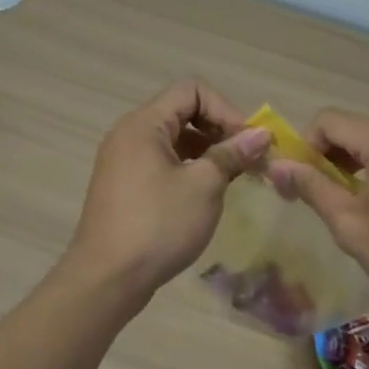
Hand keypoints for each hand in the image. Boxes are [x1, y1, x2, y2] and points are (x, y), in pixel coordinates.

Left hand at [65, 79, 271, 296]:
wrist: (107, 279)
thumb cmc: (158, 225)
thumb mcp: (203, 186)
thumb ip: (232, 154)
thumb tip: (261, 135)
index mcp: (143, 124)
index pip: (191, 90)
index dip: (226, 109)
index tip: (248, 142)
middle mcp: (129, 135)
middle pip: (183, 112)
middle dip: (220, 130)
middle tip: (249, 159)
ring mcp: (124, 162)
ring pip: (174, 140)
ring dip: (208, 151)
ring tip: (235, 177)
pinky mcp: (125, 187)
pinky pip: (163, 163)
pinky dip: (190, 169)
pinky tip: (208, 193)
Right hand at [268, 110, 368, 311]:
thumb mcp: (352, 226)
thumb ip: (313, 189)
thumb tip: (277, 165)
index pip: (328, 120)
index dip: (305, 146)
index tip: (299, 183)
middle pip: (357, 130)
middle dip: (332, 158)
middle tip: (323, 199)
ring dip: (361, 167)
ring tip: (359, 208)